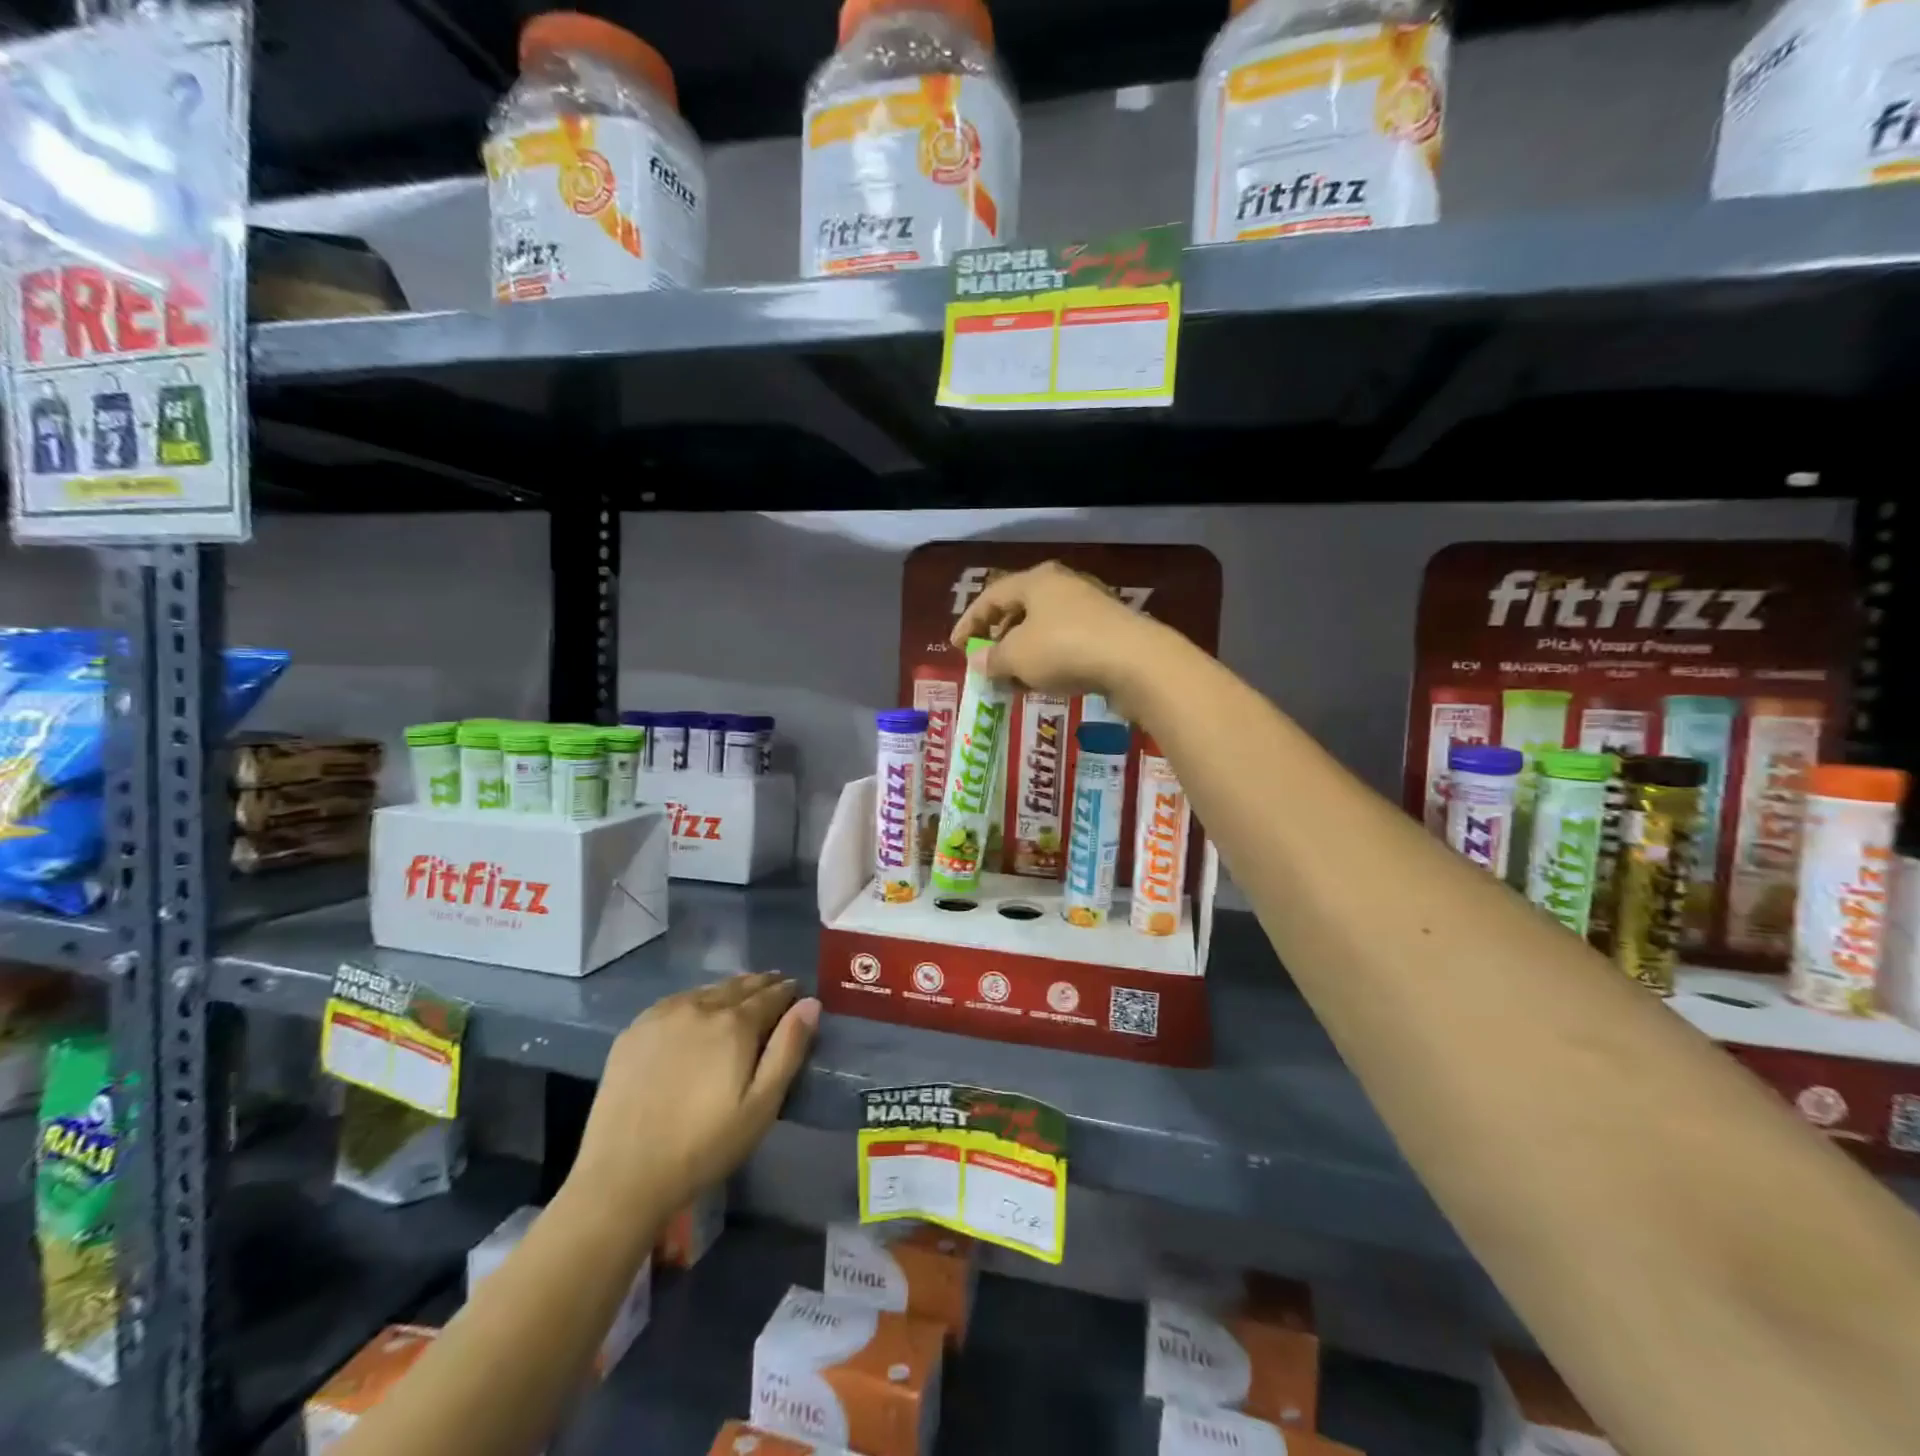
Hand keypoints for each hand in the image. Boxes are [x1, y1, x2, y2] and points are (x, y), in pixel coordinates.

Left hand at [565, 973, 817, 1234]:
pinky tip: (697, 1012)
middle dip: (762, 985)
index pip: (772, 995)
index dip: (789, 992)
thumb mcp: (761, 1105)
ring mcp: (663, 1015)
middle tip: (776, 988)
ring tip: (742, 996)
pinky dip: (697, 1000)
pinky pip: (676, 1001)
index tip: (799, 993)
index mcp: (735, 1023)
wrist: (623, 1175)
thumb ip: (789, 1049)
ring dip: (730, 990)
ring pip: (708, 990)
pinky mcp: (634, 1030)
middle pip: (740, 985)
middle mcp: (700, 1006)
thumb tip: (811, 1003)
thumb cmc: (704, 1146)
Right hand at [950, 562, 1166, 709]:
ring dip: (1024, 653)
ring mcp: (1089, 607)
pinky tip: (1045, 682)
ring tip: (1013, 679)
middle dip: (999, 638)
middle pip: (1020, 609)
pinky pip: (1066, 642)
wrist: (1135, 662)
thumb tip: (977, 661)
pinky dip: (1048, 660)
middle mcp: (1063, 586)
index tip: (954, 646)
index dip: (969, 622)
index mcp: (1036, 581)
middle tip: (987, 661)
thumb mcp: (1017, 656)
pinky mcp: (1108, 631)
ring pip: (1044, 628)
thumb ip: (992, 658)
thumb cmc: (1064, 649)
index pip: (992, 596)